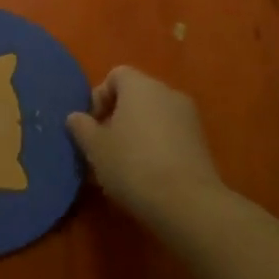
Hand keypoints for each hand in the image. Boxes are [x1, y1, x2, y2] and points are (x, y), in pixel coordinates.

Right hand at [68, 66, 224, 221]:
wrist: (187, 203)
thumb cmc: (133, 166)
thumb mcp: (95, 148)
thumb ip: (82, 127)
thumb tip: (76, 117)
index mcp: (140, 86)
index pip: (115, 75)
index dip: (99, 97)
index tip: (91, 125)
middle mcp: (167, 92)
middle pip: (136, 96)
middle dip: (117, 117)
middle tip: (104, 147)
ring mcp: (189, 117)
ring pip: (154, 117)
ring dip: (137, 133)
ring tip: (124, 165)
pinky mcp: (202, 142)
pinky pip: (170, 135)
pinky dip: (157, 147)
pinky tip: (147, 175)